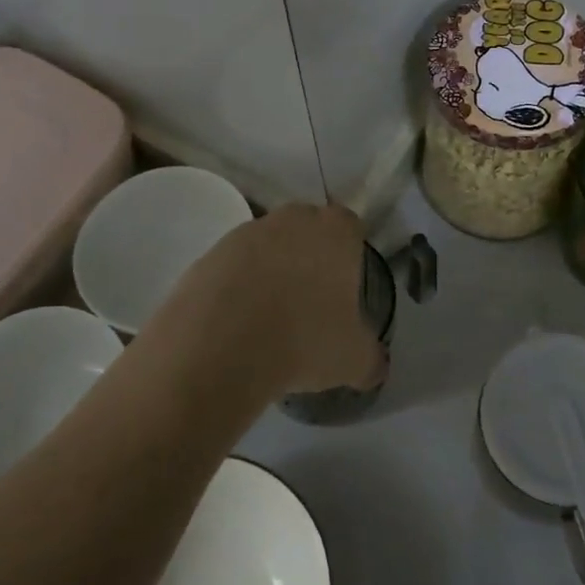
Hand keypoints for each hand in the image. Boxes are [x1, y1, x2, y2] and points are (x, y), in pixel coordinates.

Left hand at [154, 202, 385, 396]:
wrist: (220, 345)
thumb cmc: (304, 339)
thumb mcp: (354, 360)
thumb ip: (371, 357)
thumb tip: (375, 365)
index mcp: (335, 231)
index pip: (350, 227)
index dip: (350, 255)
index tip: (345, 289)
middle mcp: (292, 219)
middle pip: (307, 231)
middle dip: (310, 259)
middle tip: (310, 304)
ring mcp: (246, 233)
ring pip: (268, 248)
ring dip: (271, 274)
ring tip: (269, 322)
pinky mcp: (208, 255)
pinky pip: (233, 269)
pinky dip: (237, 289)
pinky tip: (237, 326)